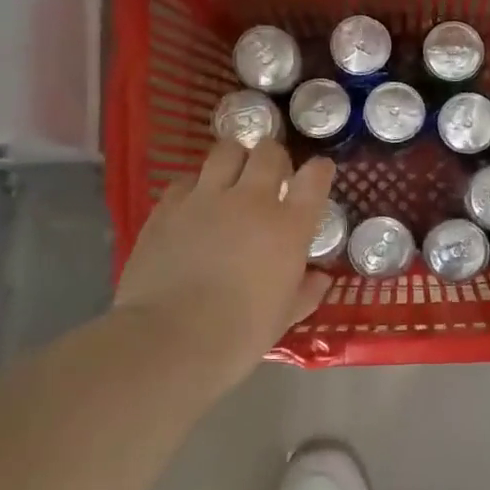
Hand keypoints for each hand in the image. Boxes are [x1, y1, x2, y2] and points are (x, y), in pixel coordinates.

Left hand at [113, 140, 334, 384]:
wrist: (170, 339)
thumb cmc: (239, 334)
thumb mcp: (283, 317)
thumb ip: (306, 292)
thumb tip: (321, 278)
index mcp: (288, 227)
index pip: (314, 179)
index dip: (319, 170)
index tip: (320, 171)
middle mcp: (251, 201)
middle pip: (269, 153)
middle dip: (275, 157)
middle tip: (272, 174)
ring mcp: (206, 199)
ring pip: (226, 151)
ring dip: (235, 158)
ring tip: (233, 174)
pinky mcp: (167, 207)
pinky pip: (186, 180)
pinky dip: (196, 185)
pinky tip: (194, 204)